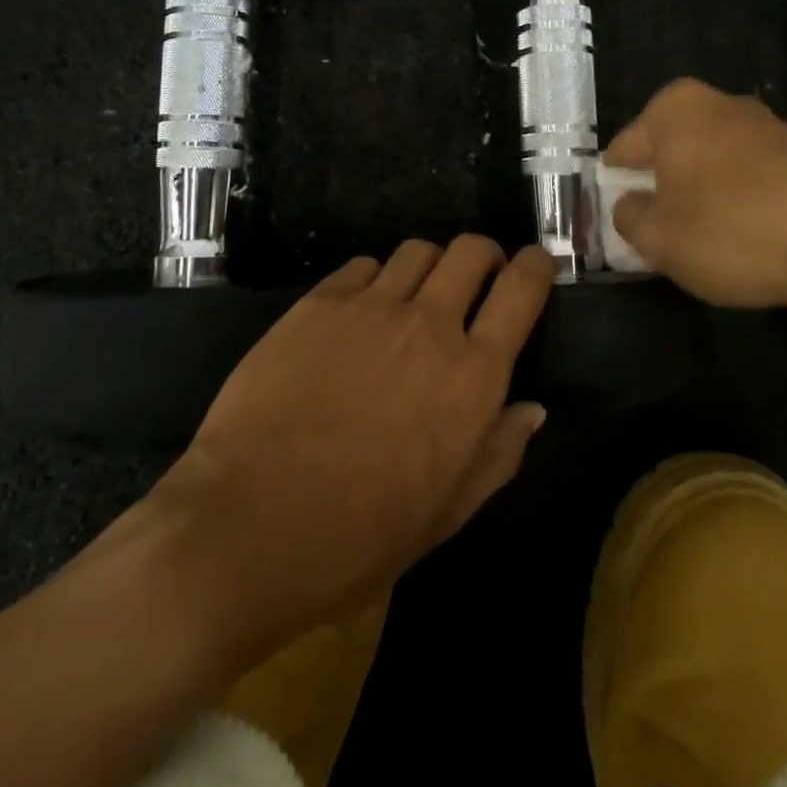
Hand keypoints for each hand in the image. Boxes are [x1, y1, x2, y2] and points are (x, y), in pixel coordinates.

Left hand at [138, 237, 554, 658]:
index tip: (536, 265)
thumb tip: (532, 408)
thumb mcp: (447, 513)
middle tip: (475, 278)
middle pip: (470, 250)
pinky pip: (362, 266)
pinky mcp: (318, 303)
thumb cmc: (360, 537)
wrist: (250, 525)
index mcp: (473, 375)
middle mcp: (429, 324)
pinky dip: (374, 280)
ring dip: (429, 267)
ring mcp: (370, 307)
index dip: (536, 266)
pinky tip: (359, 313)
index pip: (522, 289)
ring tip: (414, 296)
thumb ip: (499, 453)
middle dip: (483, 255)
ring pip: (417, 250)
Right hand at [604, 78, 786, 324]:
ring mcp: (768, 130)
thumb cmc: (731, 230)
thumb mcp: (658, 238)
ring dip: (702, 201)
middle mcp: (721, 105)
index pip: (623, 148)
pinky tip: (744, 246)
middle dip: (661, 191)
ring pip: (712, 170)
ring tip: (702, 247)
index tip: (619, 221)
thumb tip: (630, 206)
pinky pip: (751, 185)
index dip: (616, 187)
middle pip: (671, 154)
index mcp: (676, 109)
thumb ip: (629, 219)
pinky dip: (741, 209)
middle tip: (656, 236)